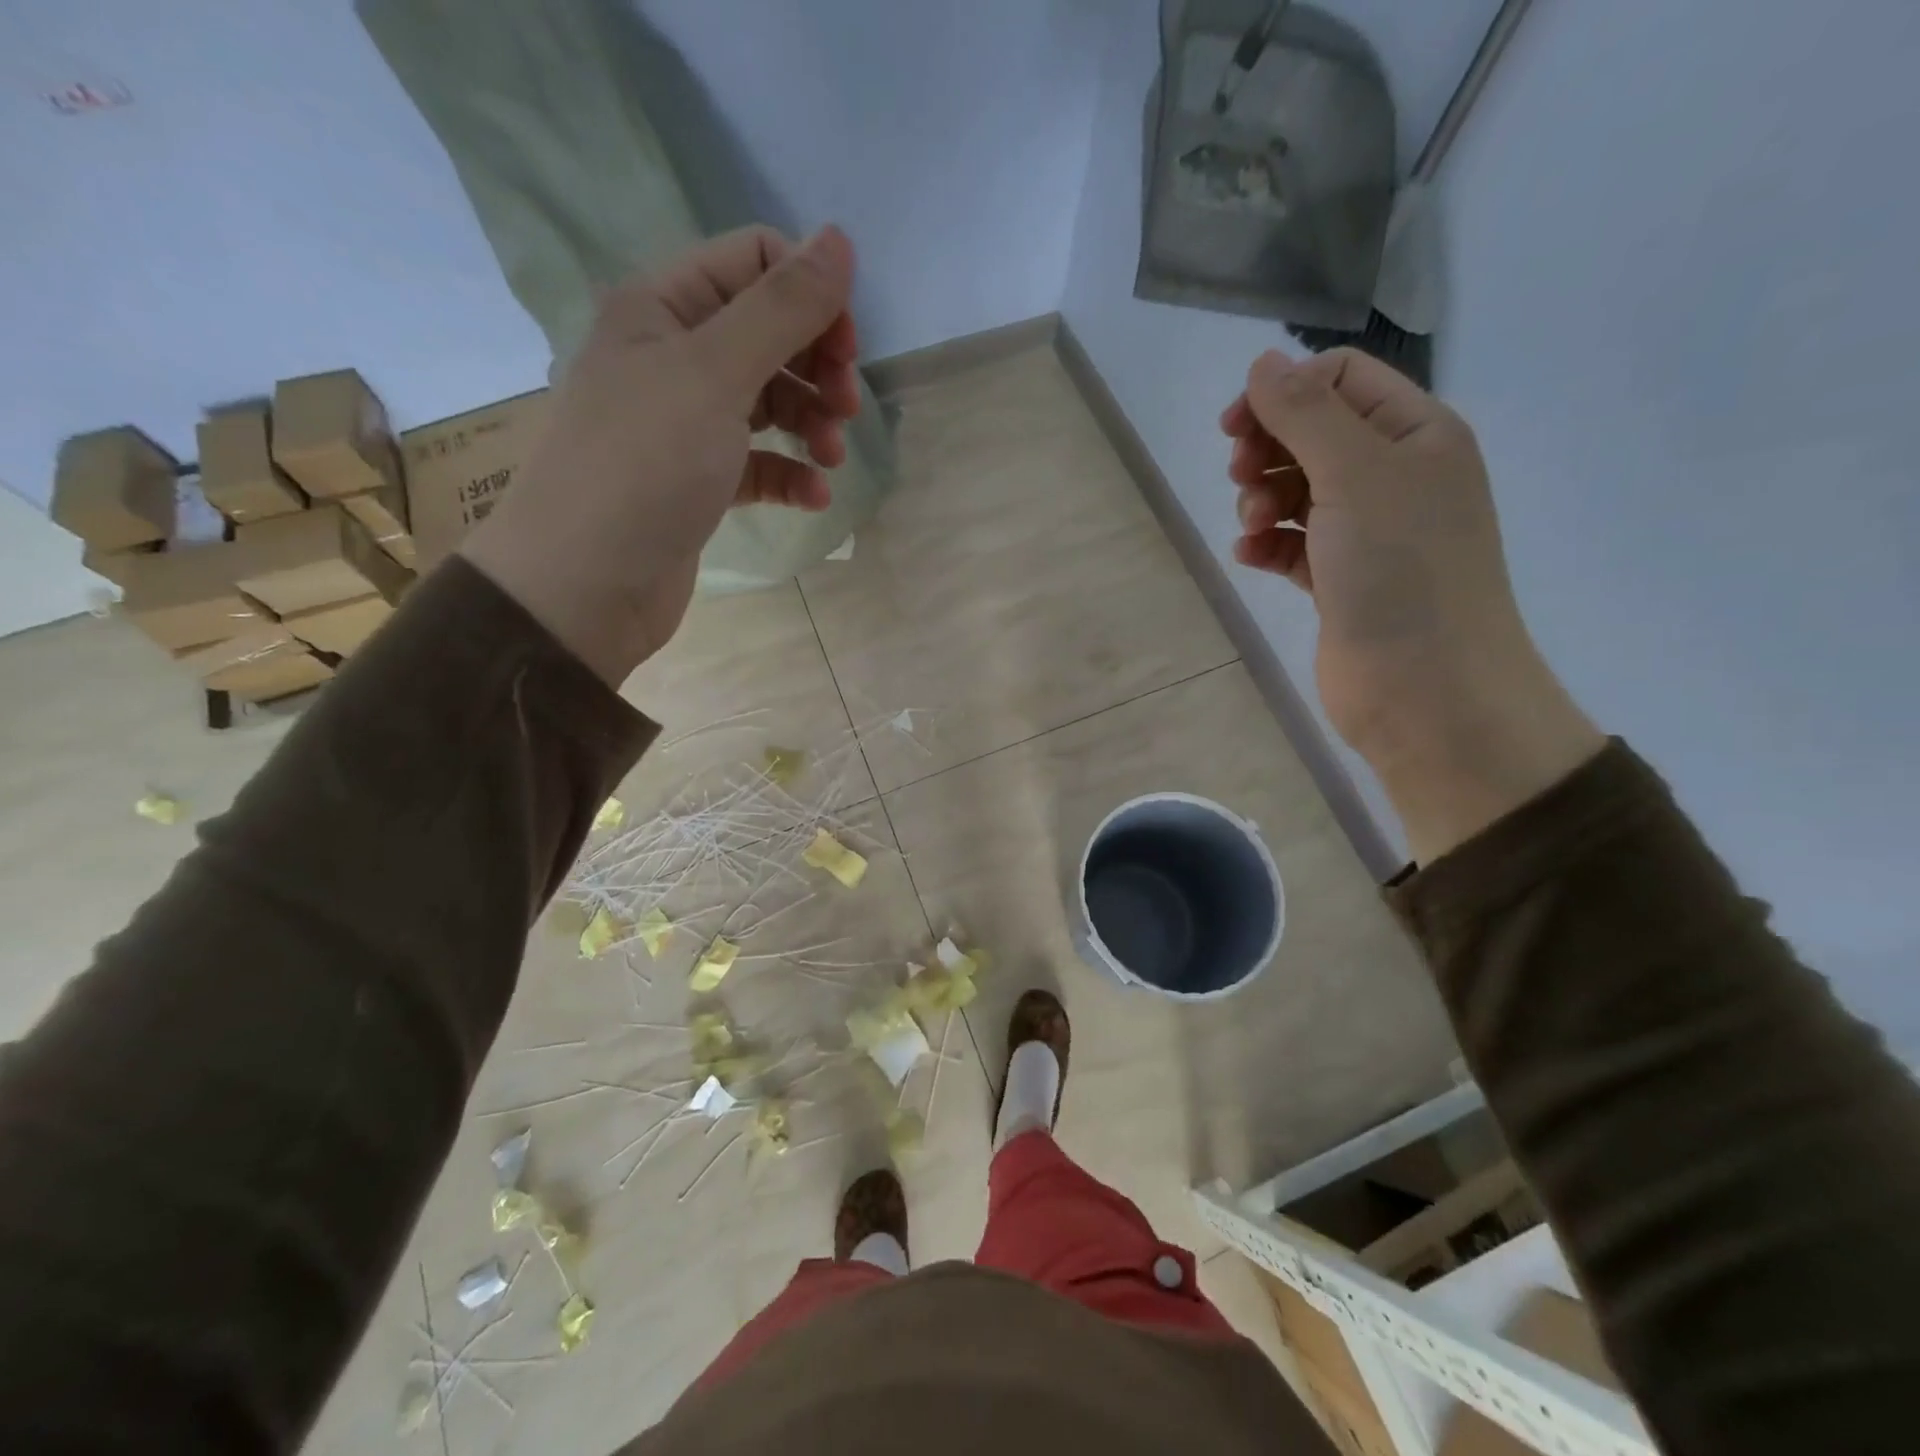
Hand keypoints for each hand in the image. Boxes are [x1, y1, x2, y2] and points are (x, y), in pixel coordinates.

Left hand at [461, 225, 860, 685]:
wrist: (584, 585)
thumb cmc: (643, 466)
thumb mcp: (714, 374)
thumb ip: (781, 310)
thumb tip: (840, 241)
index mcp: (663, 306)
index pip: (755, 264)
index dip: (810, 296)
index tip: (847, 348)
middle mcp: (672, 355)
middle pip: (769, 334)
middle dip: (817, 365)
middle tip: (846, 407)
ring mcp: (685, 422)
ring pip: (769, 402)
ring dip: (810, 424)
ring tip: (831, 460)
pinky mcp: (699, 481)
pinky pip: (759, 462)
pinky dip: (790, 475)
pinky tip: (813, 498)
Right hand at [1223, 348, 1601, 859]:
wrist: (1425, 689)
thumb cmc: (1400, 571)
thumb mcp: (1355, 475)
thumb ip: (1306, 415)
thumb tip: (1262, 362)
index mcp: (1417, 435)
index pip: (1341, 381)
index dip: (1284, 394)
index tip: (1234, 428)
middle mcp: (1396, 477)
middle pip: (1314, 434)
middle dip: (1269, 449)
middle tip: (1242, 477)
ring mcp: (1368, 533)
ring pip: (1298, 491)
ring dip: (1263, 498)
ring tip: (1253, 526)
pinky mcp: (1341, 581)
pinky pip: (1293, 544)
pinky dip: (1267, 543)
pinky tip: (1250, 556)